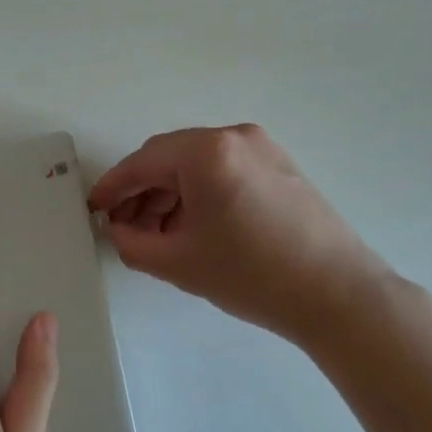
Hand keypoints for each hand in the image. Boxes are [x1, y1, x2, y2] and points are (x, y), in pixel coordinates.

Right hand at [88, 124, 390, 342]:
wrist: (337, 294)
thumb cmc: (252, 275)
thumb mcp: (179, 263)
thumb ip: (132, 242)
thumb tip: (117, 228)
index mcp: (207, 152)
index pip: (143, 162)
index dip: (113, 186)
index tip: (93, 207)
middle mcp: (235, 136)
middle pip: (170, 158)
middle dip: (142, 191)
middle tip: (124, 226)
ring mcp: (263, 148)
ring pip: (198, 164)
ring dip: (171, 193)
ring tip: (158, 234)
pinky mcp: (280, 165)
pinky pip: (225, 170)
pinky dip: (201, 192)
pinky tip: (194, 226)